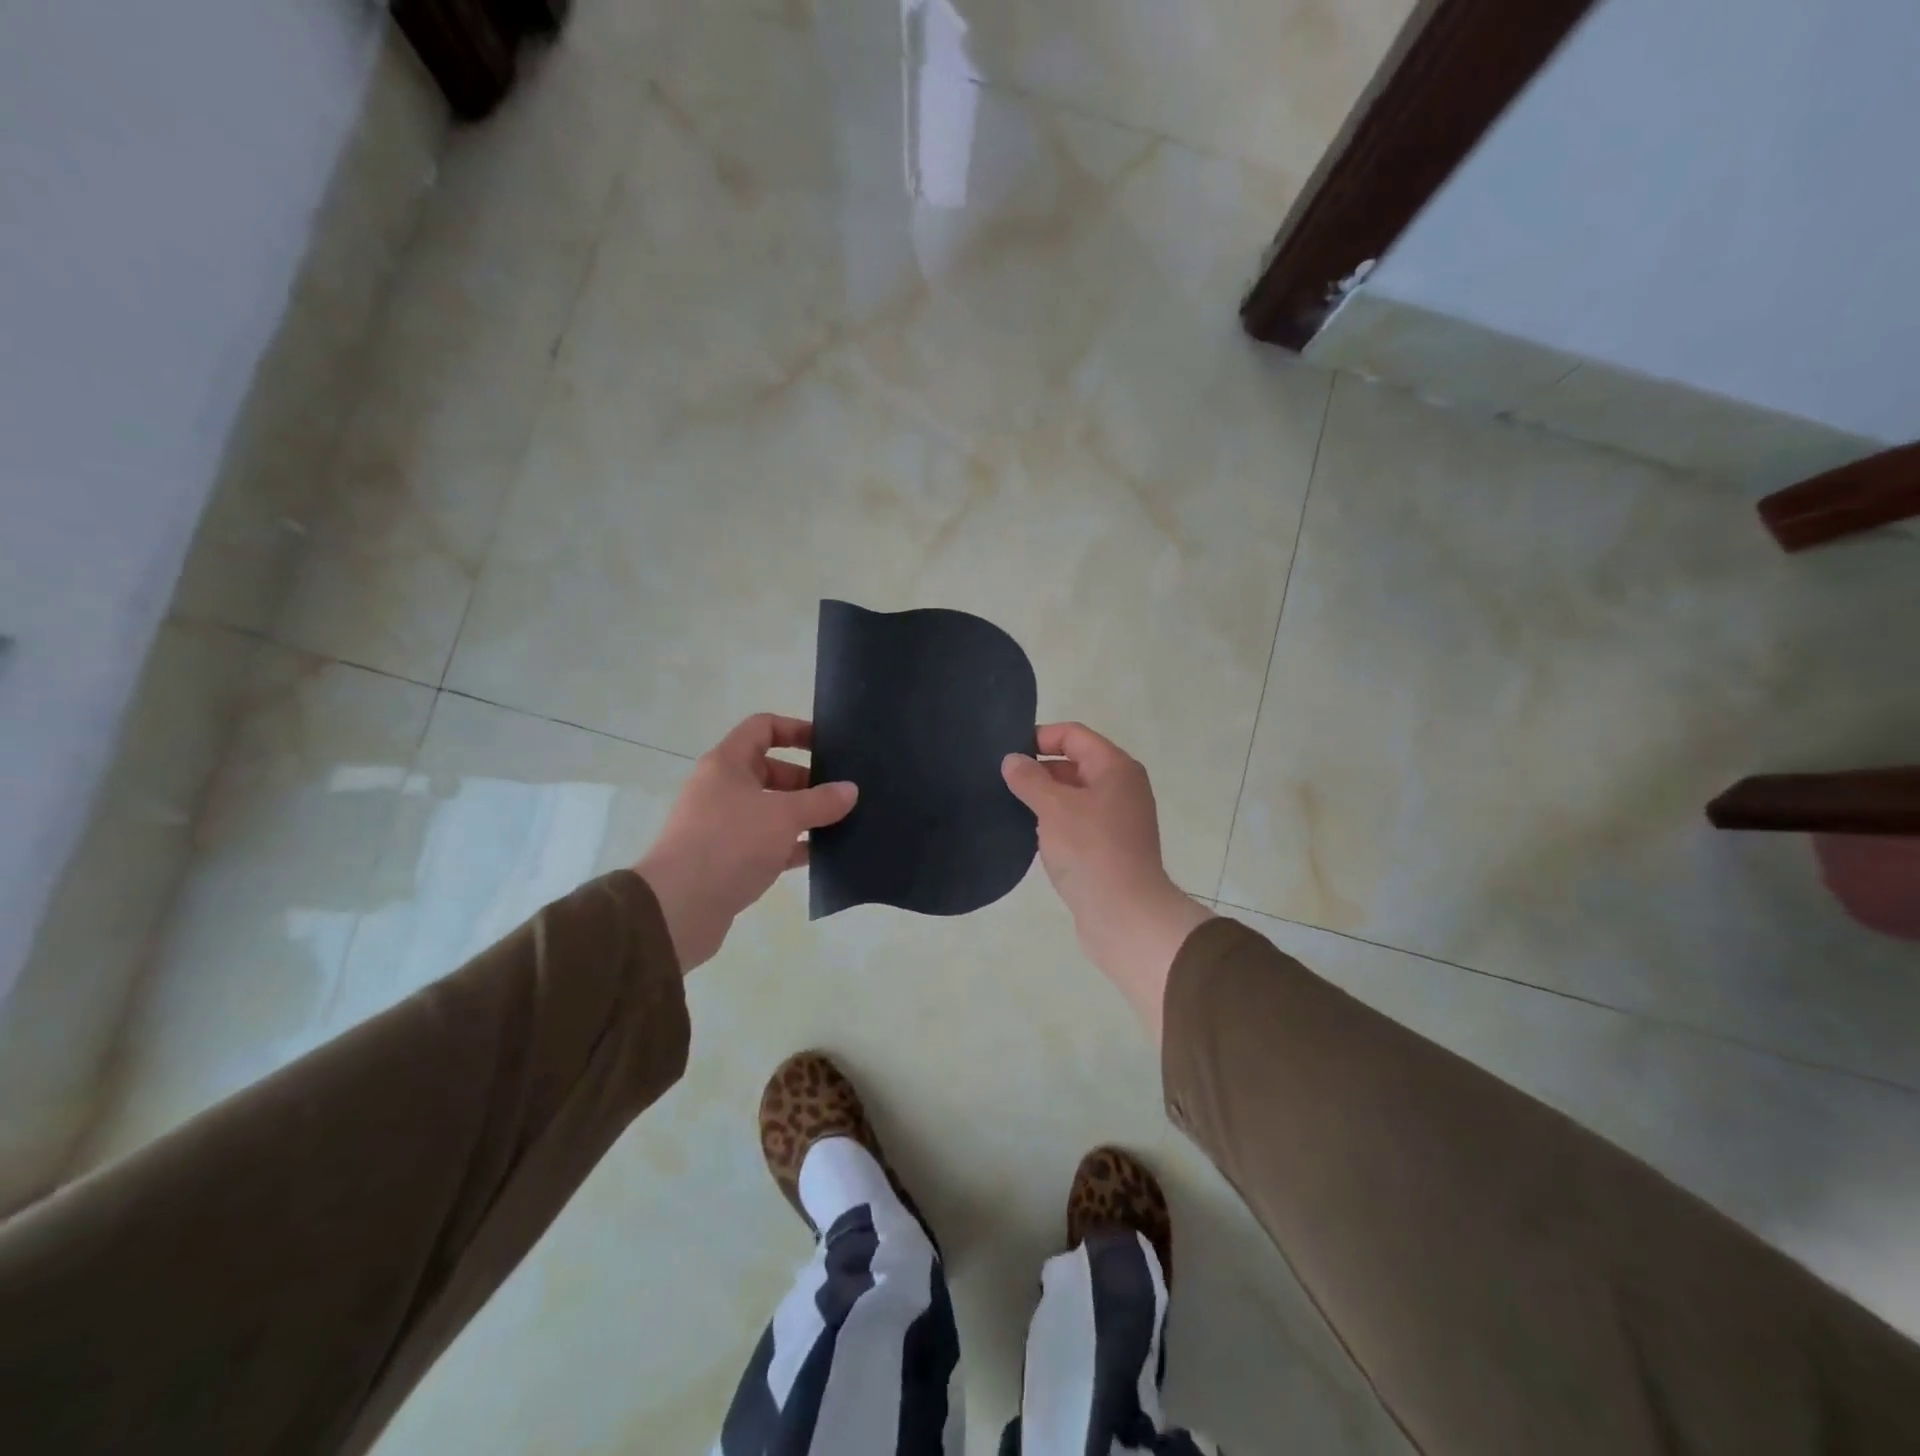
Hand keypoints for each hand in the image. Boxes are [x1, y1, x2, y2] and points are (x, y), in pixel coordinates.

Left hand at [635, 714, 856, 971]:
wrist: (679, 907)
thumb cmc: (730, 843)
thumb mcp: (783, 816)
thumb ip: (821, 801)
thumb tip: (850, 790)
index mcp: (727, 764)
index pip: (763, 727)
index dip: (796, 730)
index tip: (829, 746)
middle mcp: (722, 788)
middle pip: (770, 770)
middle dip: (807, 780)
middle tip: (842, 793)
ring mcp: (723, 825)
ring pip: (771, 810)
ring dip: (803, 815)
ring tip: (841, 823)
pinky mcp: (727, 859)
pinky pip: (767, 843)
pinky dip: (792, 845)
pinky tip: (821, 855)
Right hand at [1003, 724, 1211, 1040]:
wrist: (1125, 915)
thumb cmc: (1090, 850)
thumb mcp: (1053, 808)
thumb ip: (1029, 779)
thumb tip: (1012, 760)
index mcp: (1115, 768)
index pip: (1074, 735)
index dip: (1040, 737)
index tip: (1007, 753)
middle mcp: (1122, 787)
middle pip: (1076, 763)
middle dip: (1040, 769)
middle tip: (1002, 781)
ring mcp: (1118, 819)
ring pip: (1075, 795)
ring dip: (1046, 798)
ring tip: (1010, 805)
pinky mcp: (1110, 848)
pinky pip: (1078, 822)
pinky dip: (1056, 822)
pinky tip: (1032, 834)